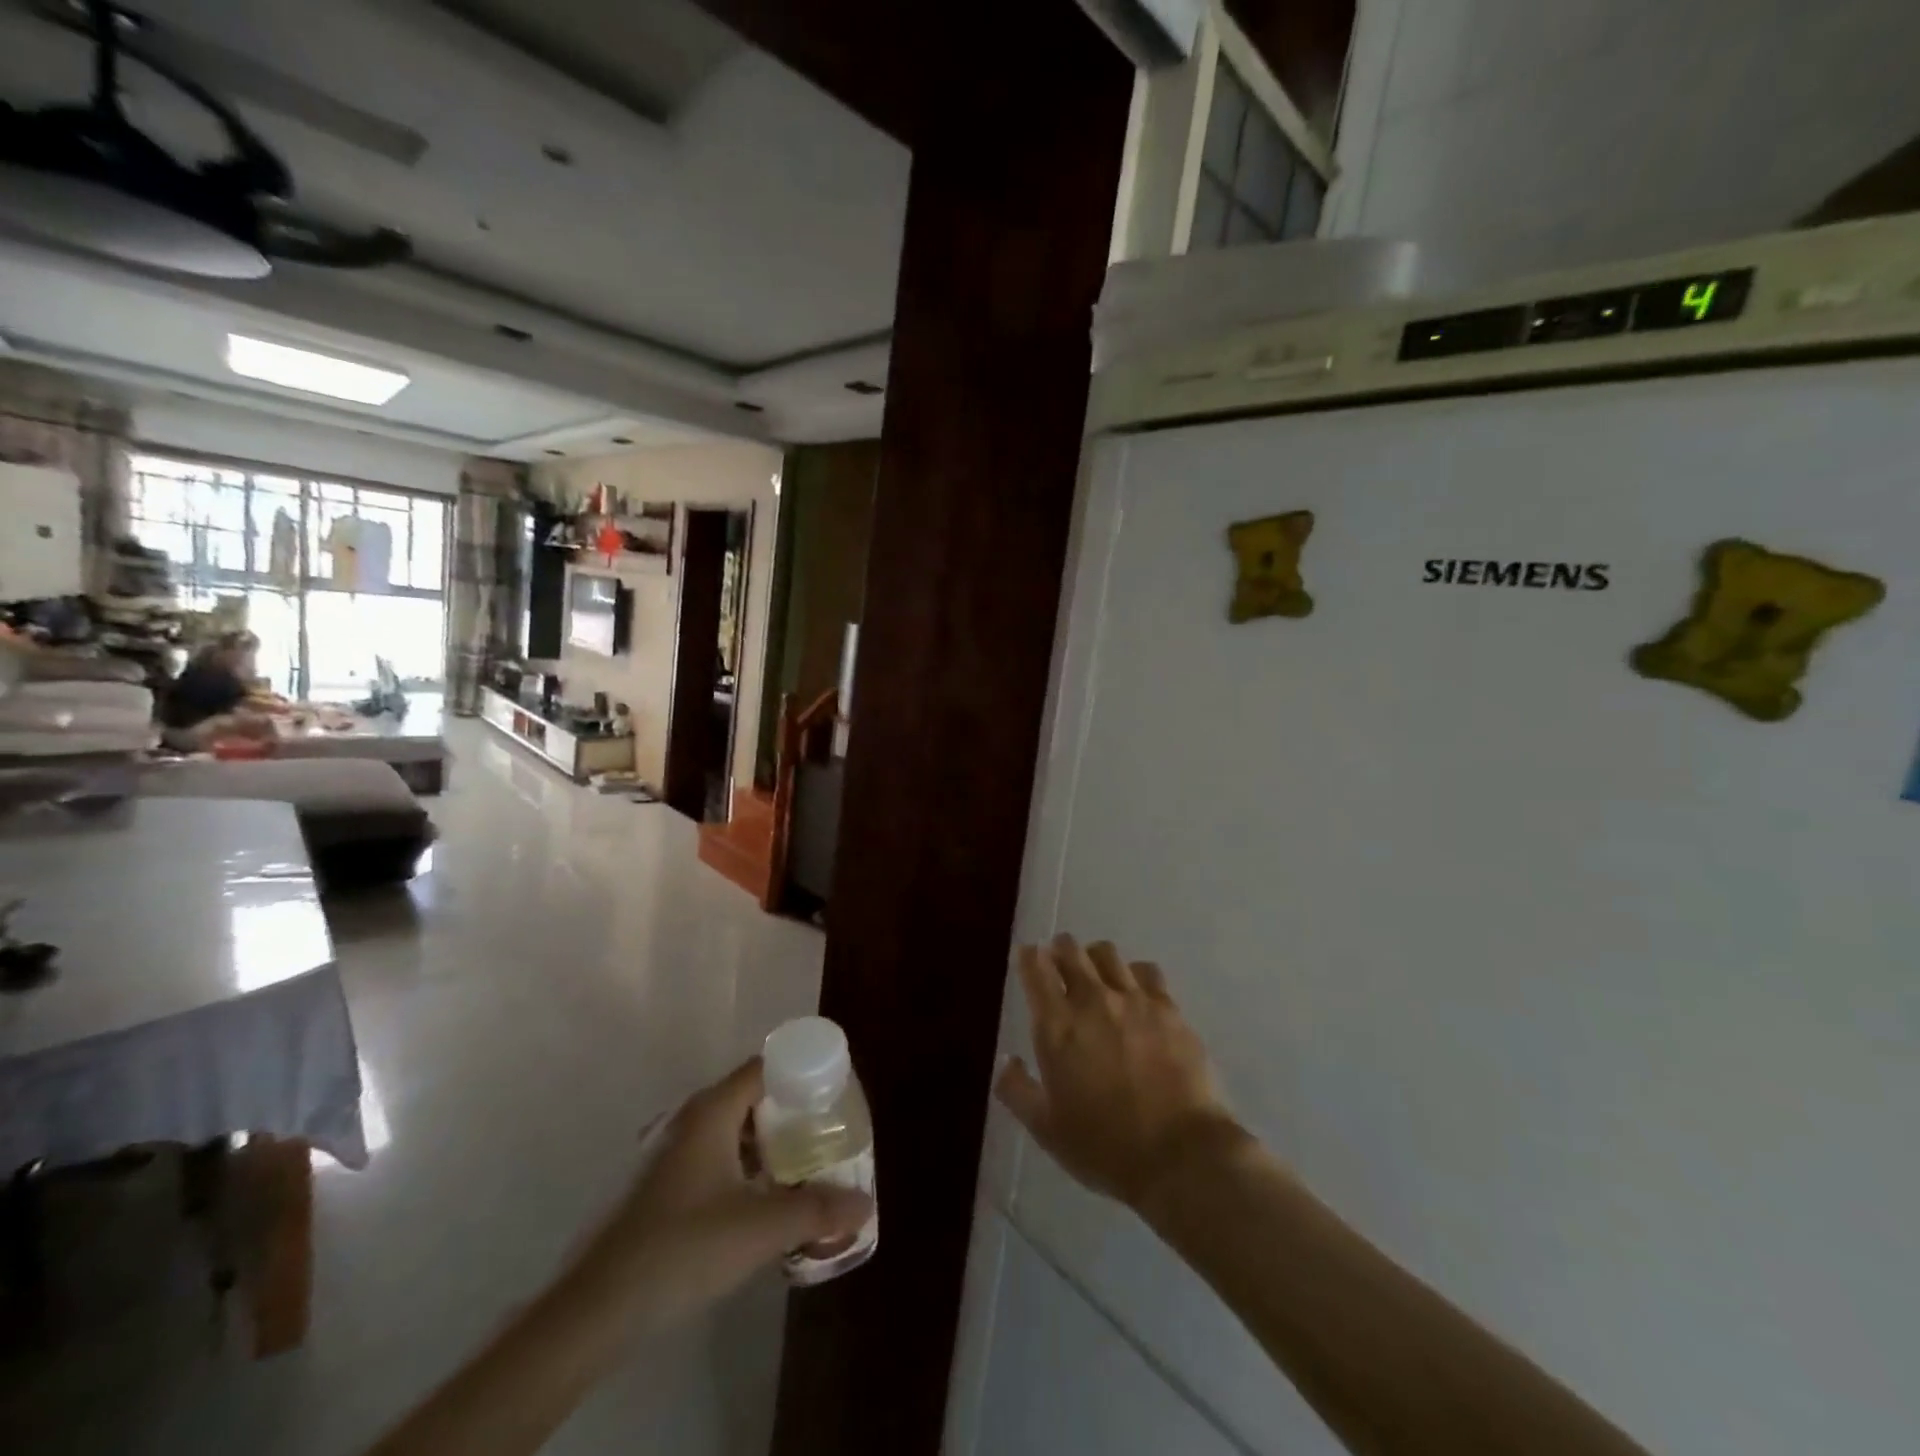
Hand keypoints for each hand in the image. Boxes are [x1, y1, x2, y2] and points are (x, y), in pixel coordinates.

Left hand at [585, 1058, 871, 1330]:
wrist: (592, 1310)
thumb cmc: (682, 1248)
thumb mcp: (760, 1229)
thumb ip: (817, 1211)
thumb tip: (865, 1204)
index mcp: (710, 1110)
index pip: (765, 1066)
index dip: (801, 1074)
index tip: (832, 1096)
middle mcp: (686, 1119)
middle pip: (748, 1098)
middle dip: (787, 1115)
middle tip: (823, 1137)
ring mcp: (663, 1153)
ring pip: (726, 1132)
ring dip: (761, 1147)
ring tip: (796, 1172)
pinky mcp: (651, 1186)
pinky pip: (706, 1160)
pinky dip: (736, 1169)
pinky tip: (752, 1206)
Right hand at [997, 935, 1246, 1213]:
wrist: (1181, 1155)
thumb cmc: (1105, 1147)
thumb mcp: (1046, 1129)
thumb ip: (1017, 1090)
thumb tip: (1006, 1061)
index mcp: (1057, 1025)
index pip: (1035, 968)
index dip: (1028, 957)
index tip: (1027, 957)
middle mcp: (1092, 1000)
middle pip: (1070, 950)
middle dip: (1059, 949)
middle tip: (1058, 961)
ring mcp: (1134, 1000)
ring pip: (1107, 954)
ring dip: (1094, 958)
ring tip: (1097, 973)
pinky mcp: (1169, 1009)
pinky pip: (1147, 972)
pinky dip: (1134, 974)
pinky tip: (1137, 992)